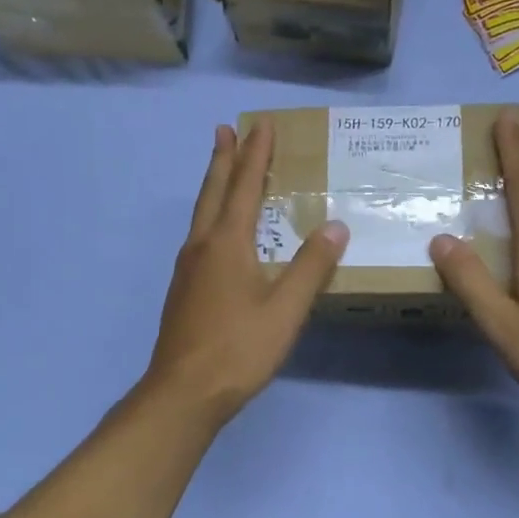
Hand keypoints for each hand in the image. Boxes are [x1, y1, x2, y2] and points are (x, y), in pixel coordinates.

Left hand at [144, 122, 347, 426]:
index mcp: (226, 244)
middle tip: (226, 129)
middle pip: (213, 192)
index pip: (244, 187)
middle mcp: (202, 247)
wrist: (183, 392)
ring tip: (222, 169)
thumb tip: (335, 227)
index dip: (255, 155)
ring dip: (214, 185)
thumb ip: (311, 267)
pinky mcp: (184, 290)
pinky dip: (212, 216)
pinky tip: (217, 233)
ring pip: (202, 214)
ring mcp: (187, 269)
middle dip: (223, 159)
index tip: (261, 125)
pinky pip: (199, 237)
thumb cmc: (238, 348)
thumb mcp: (285, 309)